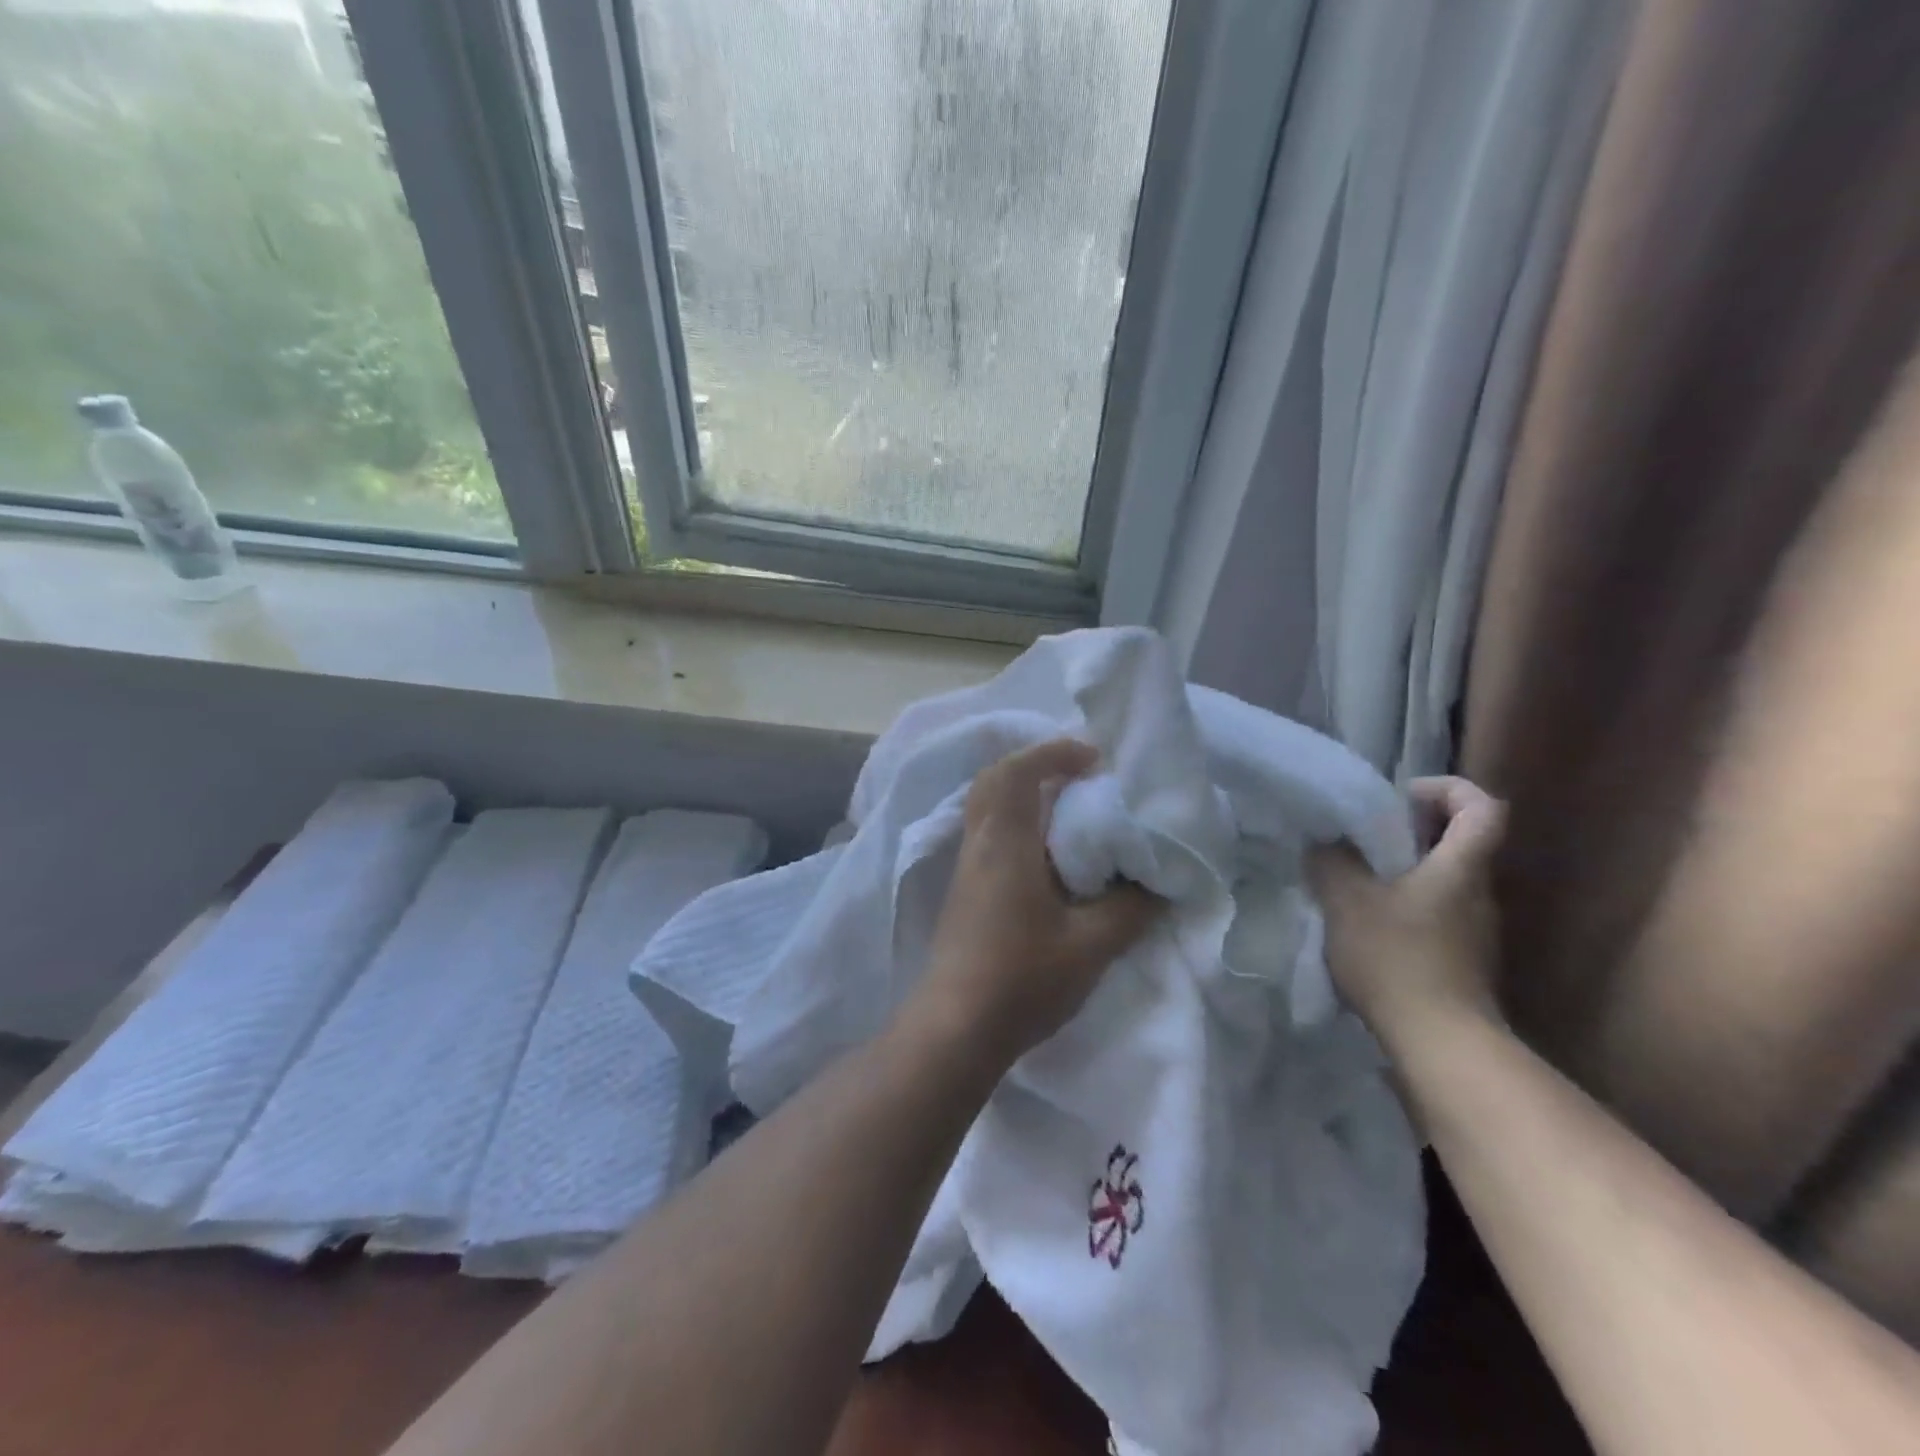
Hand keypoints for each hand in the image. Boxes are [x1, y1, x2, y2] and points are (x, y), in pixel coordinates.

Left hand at [908, 738, 1163, 1068]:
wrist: (956, 1028)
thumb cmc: (1023, 978)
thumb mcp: (1092, 945)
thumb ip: (1130, 908)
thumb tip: (1158, 882)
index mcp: (1004, 842)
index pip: (1017, 771)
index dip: (1054, 753)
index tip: (1094, 759)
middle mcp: (979, 844)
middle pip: (994, 780)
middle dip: (1035, 766)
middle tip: (1079, 778)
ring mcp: (966, 869)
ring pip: (988, 808)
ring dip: (1024, 797)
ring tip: (1070, 813)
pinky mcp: (964, 892)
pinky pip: (989, 835)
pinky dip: (1017, 825)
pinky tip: (1048, 858)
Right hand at [1306, 776, 1507, 1043]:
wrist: (1440, 1043)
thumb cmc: (1397, 958)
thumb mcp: (1347, 900)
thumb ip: (1332, 861)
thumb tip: (1325, 840)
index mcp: (1461, 867)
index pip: (1482, 807)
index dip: (1448, 789)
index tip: (1401, 797)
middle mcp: (1479, 893)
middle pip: (1462, 841)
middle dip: (1414, 829)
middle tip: (1365, 837)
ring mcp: (1476, 931)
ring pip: (1447, 879)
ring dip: (1407, 870)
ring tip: (1357, 880)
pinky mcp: (1464, 961)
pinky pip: (1438, 913)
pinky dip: (1407, 905)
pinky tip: (1369, 924)